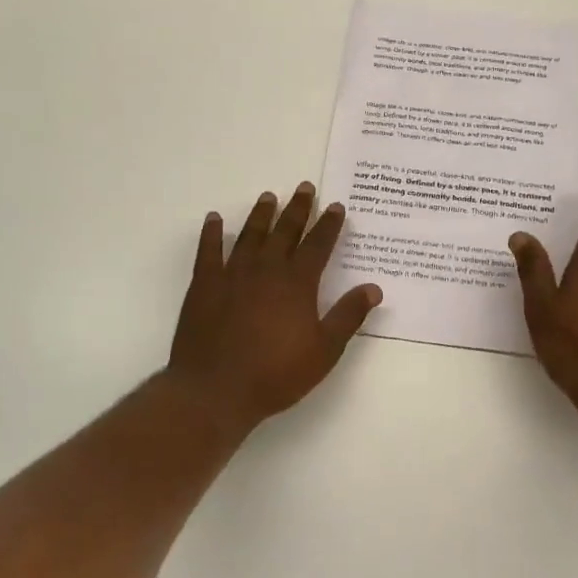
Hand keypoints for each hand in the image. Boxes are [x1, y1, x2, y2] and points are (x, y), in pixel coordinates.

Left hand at [166, 182, 382, 431]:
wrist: (215, 390)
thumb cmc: (275, 374)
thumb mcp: (324, 351)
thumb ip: (348, 316)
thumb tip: (374, 288)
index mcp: (297, 283)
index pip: (318, 245)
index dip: (328, 225)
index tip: (336, 206)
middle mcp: (266, 269)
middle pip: (285, 231)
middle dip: (298, 208)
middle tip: (304, 187)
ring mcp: (232, 274)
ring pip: (250, 235)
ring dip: (261, 215)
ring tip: (269, 197)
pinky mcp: (204, 285)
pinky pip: (208, 251)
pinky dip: (212, 234)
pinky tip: (214, 219)